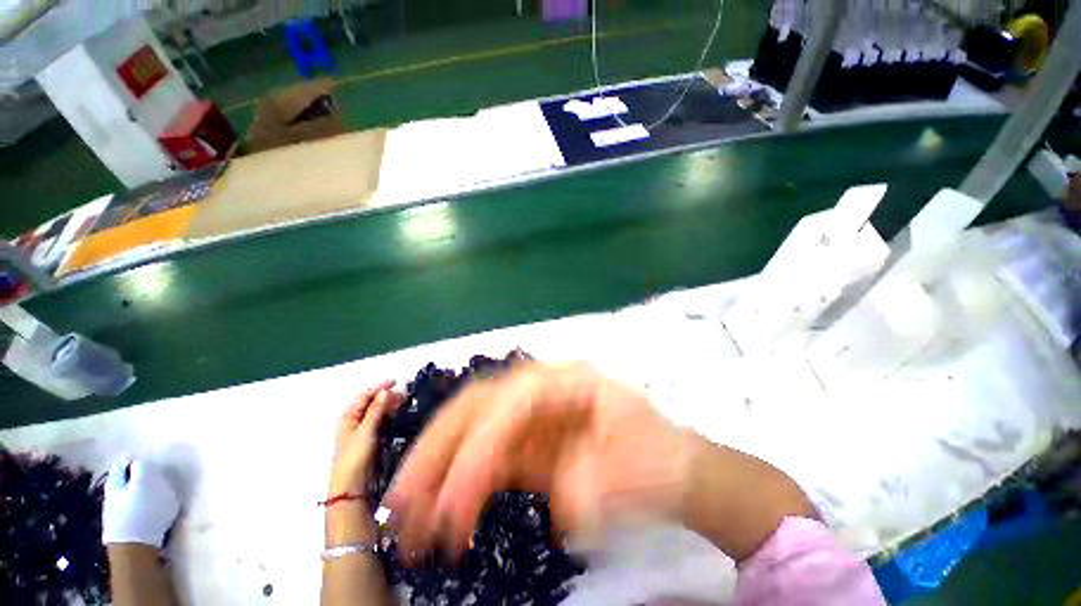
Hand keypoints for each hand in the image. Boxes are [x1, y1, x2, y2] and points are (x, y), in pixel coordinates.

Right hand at [103, 459, 181, 547]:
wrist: (135, 546)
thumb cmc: (118, 519)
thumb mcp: (111, 495)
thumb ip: (117, 475)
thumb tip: (122, 463)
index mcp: (146, 477)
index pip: (139, 463)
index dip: (128, 470)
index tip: (121, 480)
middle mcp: (163, 481)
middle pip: (152, 471)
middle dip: (140, 476)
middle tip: (128, 491)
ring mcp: (171, 493)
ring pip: (159, 482)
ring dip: (150, 486)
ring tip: (137, 500)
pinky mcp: (175, 505)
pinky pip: (165, 494)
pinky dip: (157, 496)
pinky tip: (147, 508)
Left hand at [330, 380, 403, 496]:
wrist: (352, 485)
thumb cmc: (355, 456)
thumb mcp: (366, 430)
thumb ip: (376, 410)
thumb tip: (385, 391)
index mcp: (348, 416)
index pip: (365, 396)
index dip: (380, 387)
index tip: (397, 381)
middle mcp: (354, 421)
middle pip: (371, 403)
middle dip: (387, 396)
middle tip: (404, 394)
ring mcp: (362, 431)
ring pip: (377, 412)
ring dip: (390, 405)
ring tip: (404, 402)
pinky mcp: (370, 440)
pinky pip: (381, 422)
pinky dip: (390, 416)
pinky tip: (399, 415)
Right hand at [385, 362, 691, 556]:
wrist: (668, 467)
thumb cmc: (658, 458)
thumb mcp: (638, 467)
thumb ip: (595, 485)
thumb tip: (557, 501)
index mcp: (572, 380)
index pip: (515, 398)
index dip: (483, 443)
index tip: (456, 500)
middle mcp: (543, 388)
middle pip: (481, 402)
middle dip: (440, 448)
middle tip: (404, 500)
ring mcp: (531, 414)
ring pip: (472, 427)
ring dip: (437, 468)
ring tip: (408, 516)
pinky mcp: (526, 442)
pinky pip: (483, 457)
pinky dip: (459, 484)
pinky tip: (445, 515)